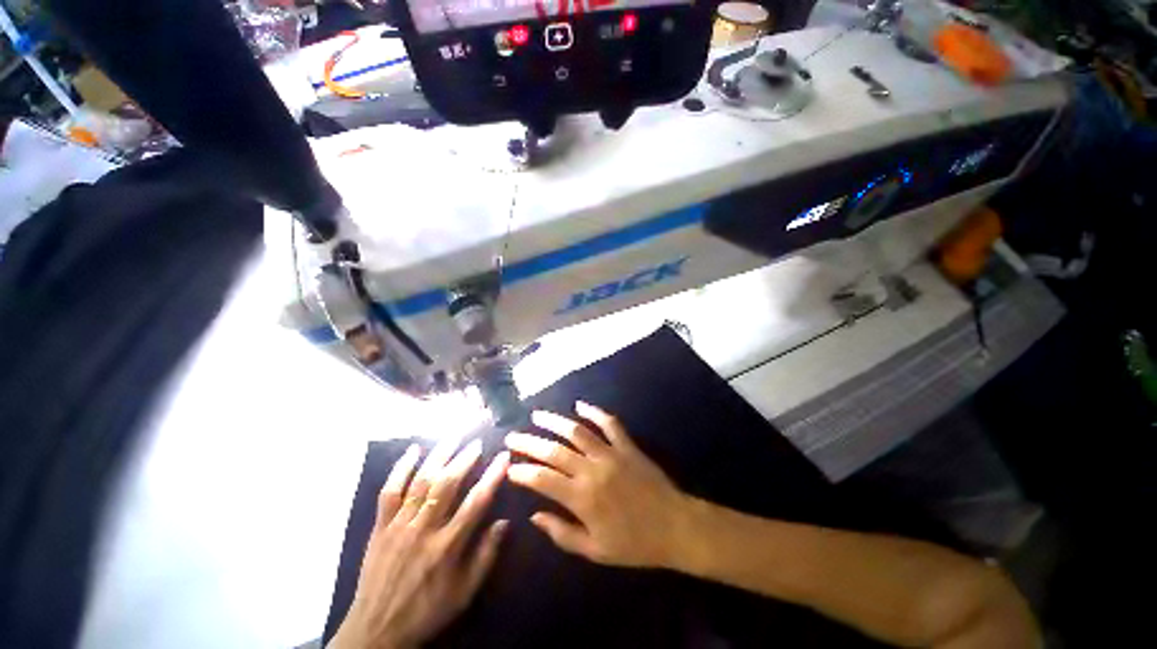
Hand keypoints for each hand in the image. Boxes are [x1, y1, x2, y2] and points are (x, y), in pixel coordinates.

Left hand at [329, 438, 510, 648]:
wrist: (376, 631)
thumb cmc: (427, 611)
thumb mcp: (464, 593)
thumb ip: (486, 556)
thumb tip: (505, 521)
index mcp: (447, 547)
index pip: (476, 502)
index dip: (492, 476)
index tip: (504, 456)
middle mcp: (423, 529)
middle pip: (447, 484)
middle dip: (465, 458)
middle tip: (477, 442)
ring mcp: (399, 525)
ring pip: (421, 481)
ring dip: (439, 455)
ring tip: (453, 436)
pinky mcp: (380, 526)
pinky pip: (389, 491)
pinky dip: (400, 468)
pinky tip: (413, 450)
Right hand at [504, 401, 690, 569]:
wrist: (675, 527)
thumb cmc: (634, 544)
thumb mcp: (594, 550)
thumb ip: (561, 533)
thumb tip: (534, 516)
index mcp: (581, 498)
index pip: (542, 479)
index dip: (522, 471)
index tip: (508, 467)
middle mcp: (592, 470)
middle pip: (553, 451)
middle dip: (529, 442)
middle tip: (513, 436)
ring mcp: (610, 453)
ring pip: (577, 431)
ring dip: (555, 421)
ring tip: (537, 415)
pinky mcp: (627, 445)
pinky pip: (609, 423)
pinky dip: (594, 412)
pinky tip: (580, 405)